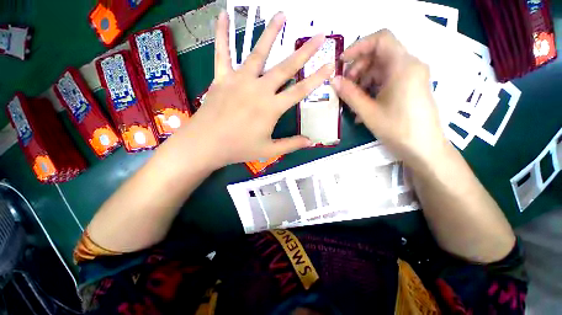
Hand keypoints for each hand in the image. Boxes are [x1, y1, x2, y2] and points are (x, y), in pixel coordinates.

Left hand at [174, 11, 333, 169]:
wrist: (206, 145)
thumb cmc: (239, 148)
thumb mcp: (269, 151)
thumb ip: (291, 144)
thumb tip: (311, 142)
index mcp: (271, 108)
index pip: (300, 91)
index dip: (317, 78)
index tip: (331, 64)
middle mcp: (258, 89)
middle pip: (285, 67)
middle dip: (304, 52)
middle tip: (319, 36)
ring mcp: (239, 81)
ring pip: (258, 53)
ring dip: (271, 33)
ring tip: (282, 15)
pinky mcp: (222, 78)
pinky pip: (222, 53)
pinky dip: (222, 34)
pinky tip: (223, 15)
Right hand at [330, 30, 448, 168]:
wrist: (424, 149)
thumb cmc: (397, 129)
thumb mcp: (368, 111)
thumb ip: (349, 94)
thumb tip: (333, 80)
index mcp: (403, 66)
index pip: (381, 39)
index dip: (358, 46)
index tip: (342, 63)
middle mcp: (410, 65)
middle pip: (379, 55)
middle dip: (358, 68)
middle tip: (345, 87)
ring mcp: (411, 77)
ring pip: (381, 69)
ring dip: (363, 82)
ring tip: (352, 102)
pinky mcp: (410, 87)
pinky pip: (387, 81)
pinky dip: (372, 89)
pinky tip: (362, 107)